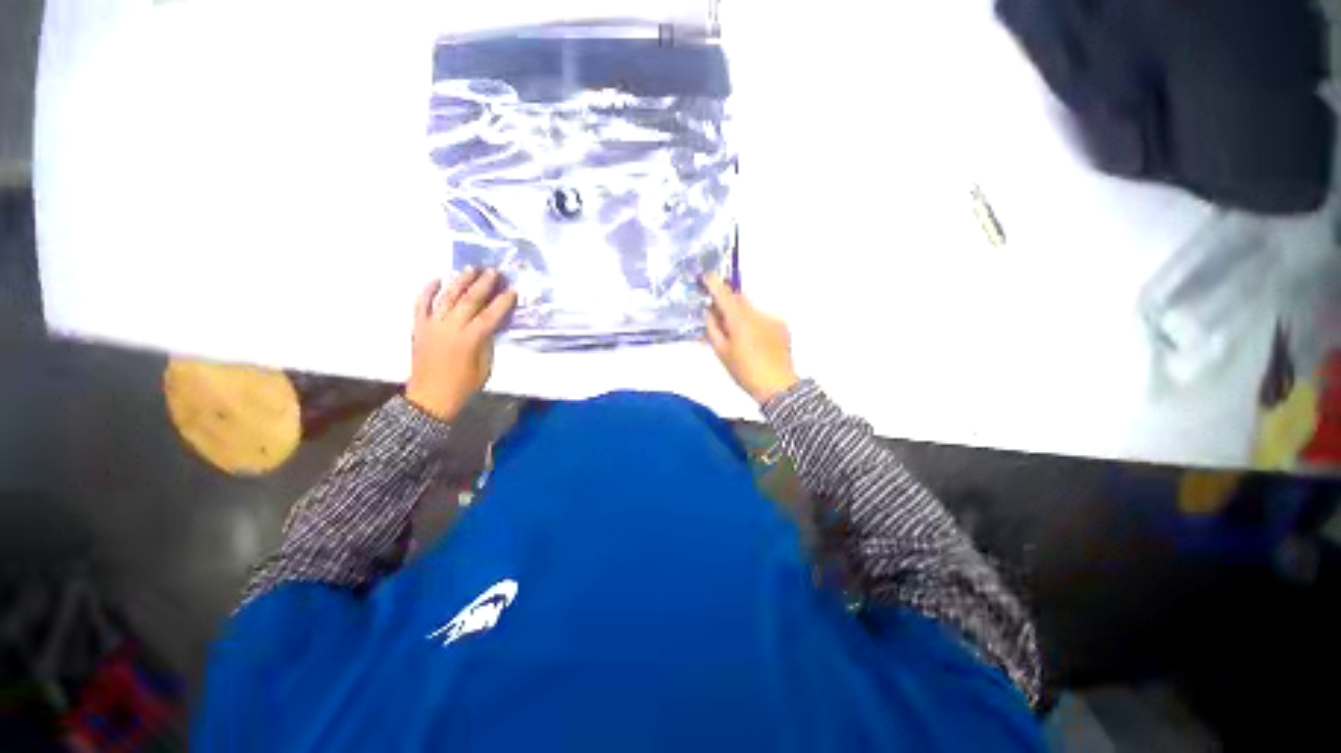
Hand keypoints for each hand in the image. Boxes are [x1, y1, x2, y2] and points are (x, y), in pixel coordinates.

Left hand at [406, 268, 516, 420]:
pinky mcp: (419, 327)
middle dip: (483, 284)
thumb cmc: (464, 385)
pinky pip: (421, 304)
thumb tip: (491, 324)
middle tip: (493, 271)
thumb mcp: (485, 366)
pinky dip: (428, 290)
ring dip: (459, 281)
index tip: (512, 289)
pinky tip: (437, 278)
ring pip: (446, 297)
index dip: (503, 301)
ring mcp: (432, 325)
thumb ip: (487, 342)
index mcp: (470, 339)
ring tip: (470, 268)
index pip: (490, 315)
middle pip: (469, 300)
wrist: (431, 396)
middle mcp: (450, 328)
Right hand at [703, 275, 798, 404]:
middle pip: (739, 298)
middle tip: (718, 315)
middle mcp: (757, 313)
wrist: (778, 386)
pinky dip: (755, 323)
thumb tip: (709, 312)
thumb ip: (712, 328)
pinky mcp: (782, 326)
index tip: (706, 277)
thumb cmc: (745, 371)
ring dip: (741, 315)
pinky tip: (754, 341)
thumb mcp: (721, 352)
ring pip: (751, 309)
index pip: (724, 294)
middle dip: (727, 302)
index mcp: (739, 319)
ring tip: (738, 335)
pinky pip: (763, 318)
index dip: (713, 283)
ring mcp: (772, 318)